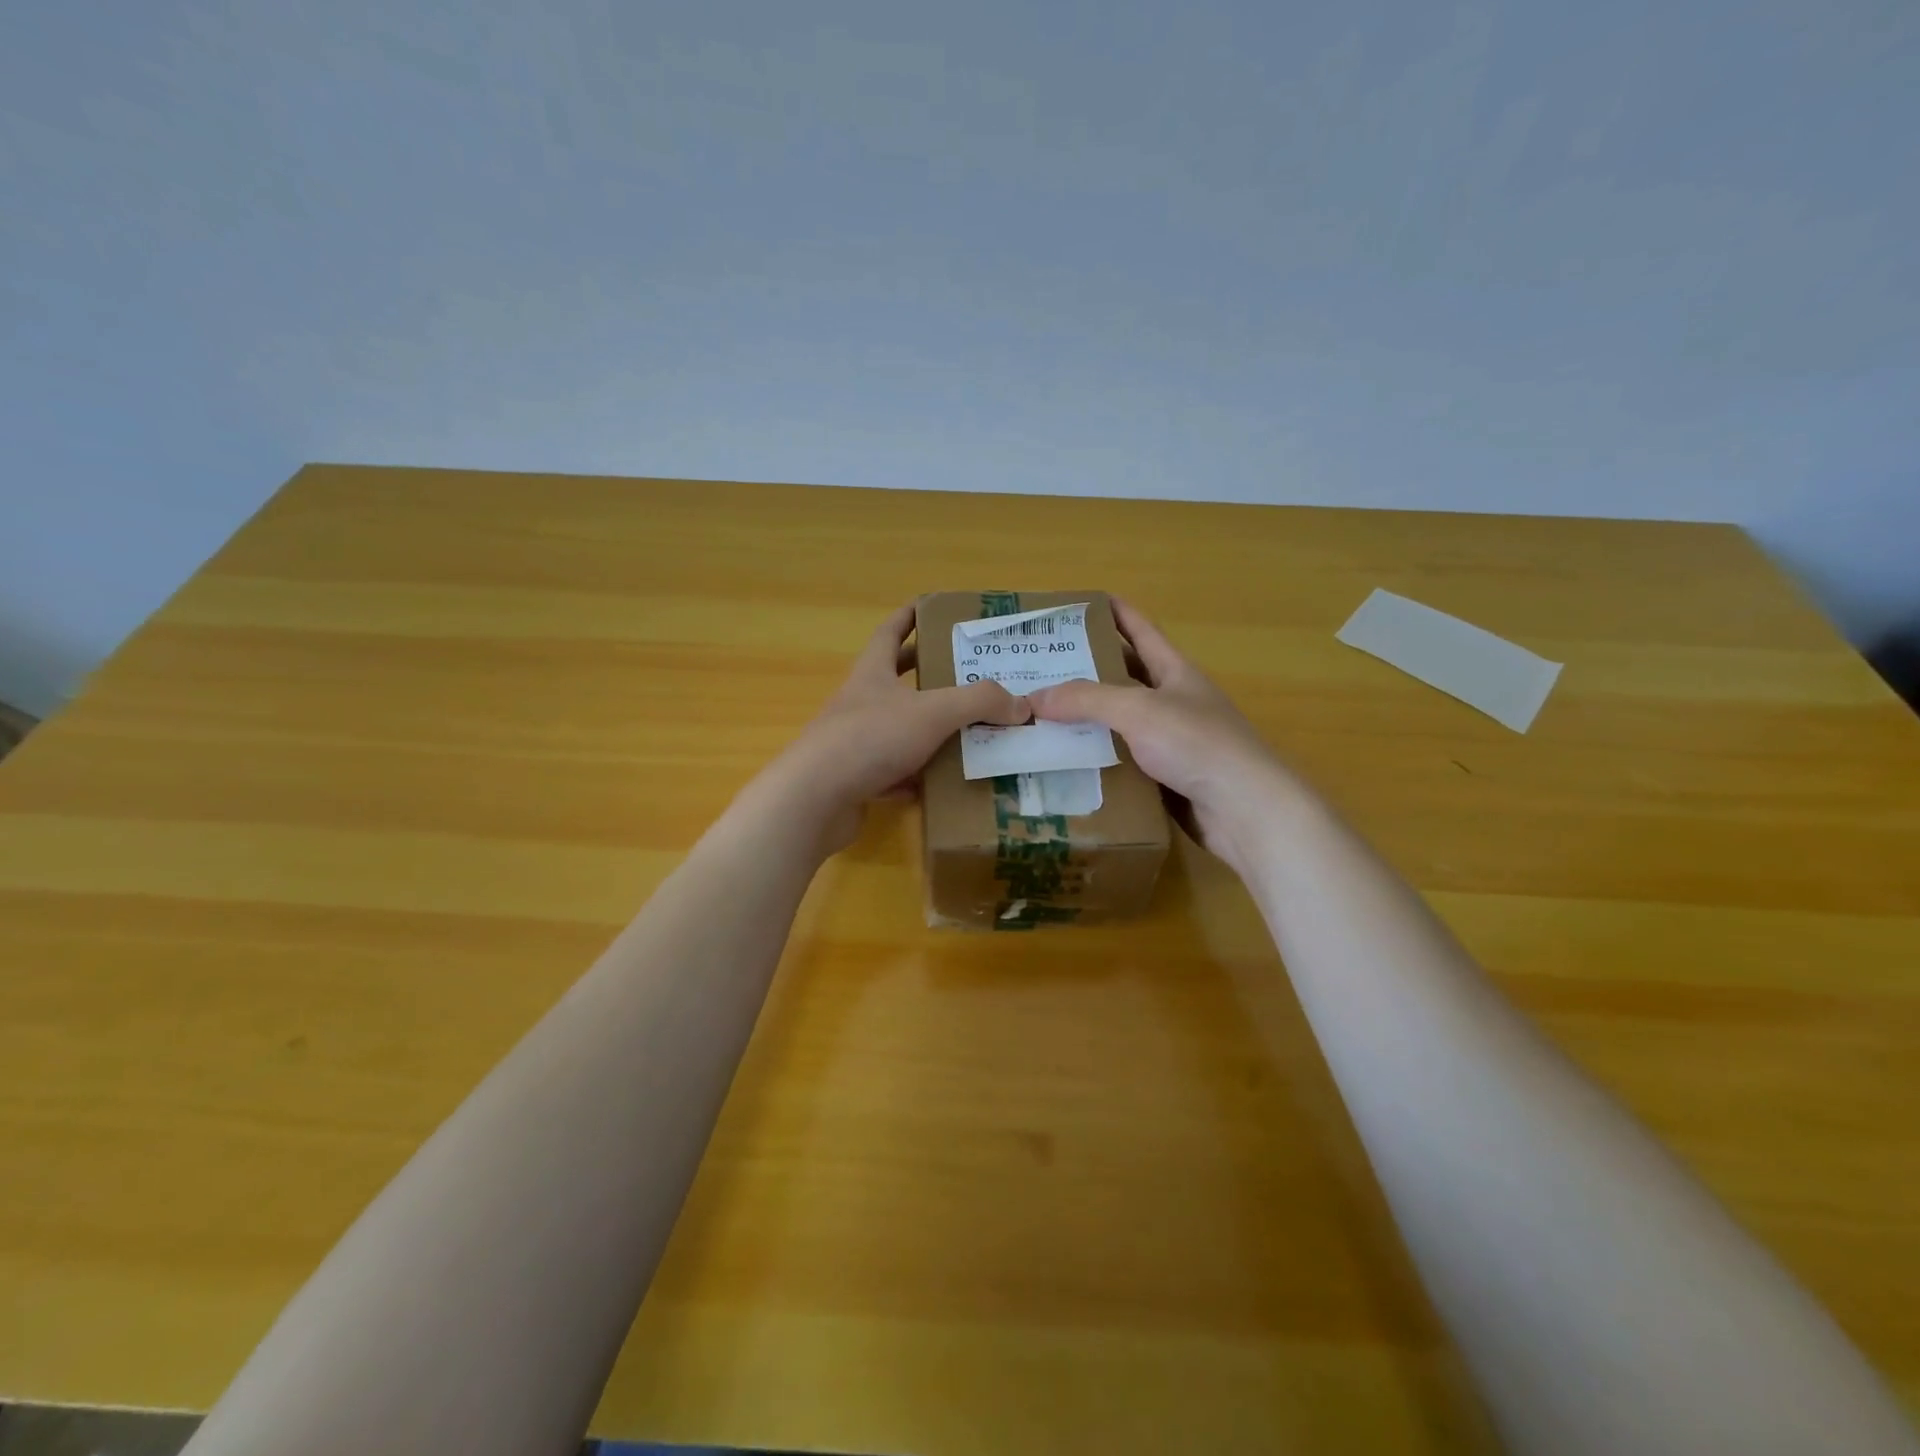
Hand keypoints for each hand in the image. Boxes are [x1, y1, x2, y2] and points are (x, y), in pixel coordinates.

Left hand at [759, 604, 1031, 854]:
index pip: (890, 633)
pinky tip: (939, 784)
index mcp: (872, 673)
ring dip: (927, 729)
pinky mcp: (855, 779)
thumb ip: (980, 702)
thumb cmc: (871, 738)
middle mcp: (860, 702)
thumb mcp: (933, 711)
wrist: (816, 798)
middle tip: (964, 674)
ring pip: (897, 729)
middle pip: (894, 680)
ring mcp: (854, 742)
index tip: (930, 608)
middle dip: (926, 674)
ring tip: (966, 731)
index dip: (909, 617)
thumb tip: (1022, 704)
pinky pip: (893, 772)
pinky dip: (915, 776)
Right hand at [1027, 599, 1290, 873]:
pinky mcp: (1164, 778)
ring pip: (1119, 723)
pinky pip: (1122, 761)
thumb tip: (1034, 697)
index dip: (1113, 612)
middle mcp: (1172, 701)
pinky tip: (1064, 763)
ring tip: (1040, 715)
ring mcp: (1170, 741)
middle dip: (1086, 670)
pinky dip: (1095, 759)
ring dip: (1085, 720)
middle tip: (1039, 668)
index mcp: (1175, 671)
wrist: (1245, 809)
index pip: (1140, 630)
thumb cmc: (1197, 744)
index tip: (1078, 603)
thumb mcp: (1139, 710)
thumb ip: (1087, 700)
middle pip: (1124, 677)